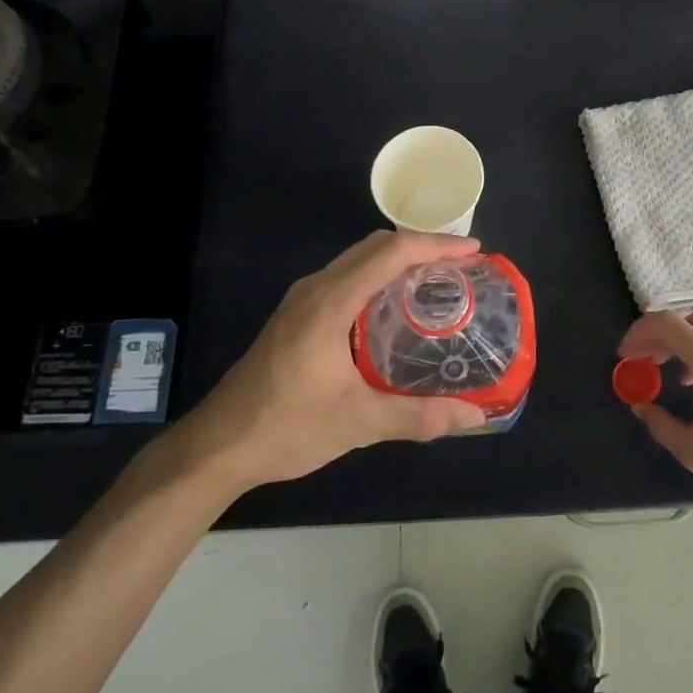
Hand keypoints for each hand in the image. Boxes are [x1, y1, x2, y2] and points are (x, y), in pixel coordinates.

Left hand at [172, 231, 487, 493]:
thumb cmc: (285, 427)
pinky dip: (379, 277)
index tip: (474, 252)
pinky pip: (347, 278)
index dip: (435, 246)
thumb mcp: (357, 423)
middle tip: (462, 267)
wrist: (216, 446)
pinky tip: (396, 308)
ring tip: (438, 281)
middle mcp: (315, 289)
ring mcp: (302, 300)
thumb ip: (418, 417)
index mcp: (330, 302)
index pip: (390, 253)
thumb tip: (476, 415)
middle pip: (375, 246)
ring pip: (359, 260)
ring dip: (398, 260)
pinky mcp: (297, 315)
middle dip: (422, 247)